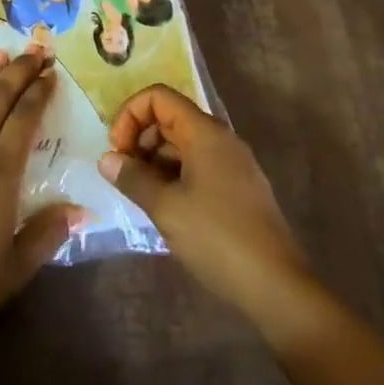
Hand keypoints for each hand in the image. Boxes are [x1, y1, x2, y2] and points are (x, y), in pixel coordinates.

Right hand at [100, 84, 308, 316]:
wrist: (277, 287)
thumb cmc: (217, 237)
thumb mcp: (166, 207)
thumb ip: (132, 178)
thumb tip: (106, 159)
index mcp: (205, 133)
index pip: (159, 97)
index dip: (131, 114)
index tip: (118, 150)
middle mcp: (221, 140)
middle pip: (170, 118)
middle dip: (140, 139)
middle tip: (123, 174)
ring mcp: (232, 165)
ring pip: (182, 145)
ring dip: (154, 161)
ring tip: (139, 194)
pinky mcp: (237, 189)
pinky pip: (197, 167)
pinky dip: (173, 176)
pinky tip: (163, 207)